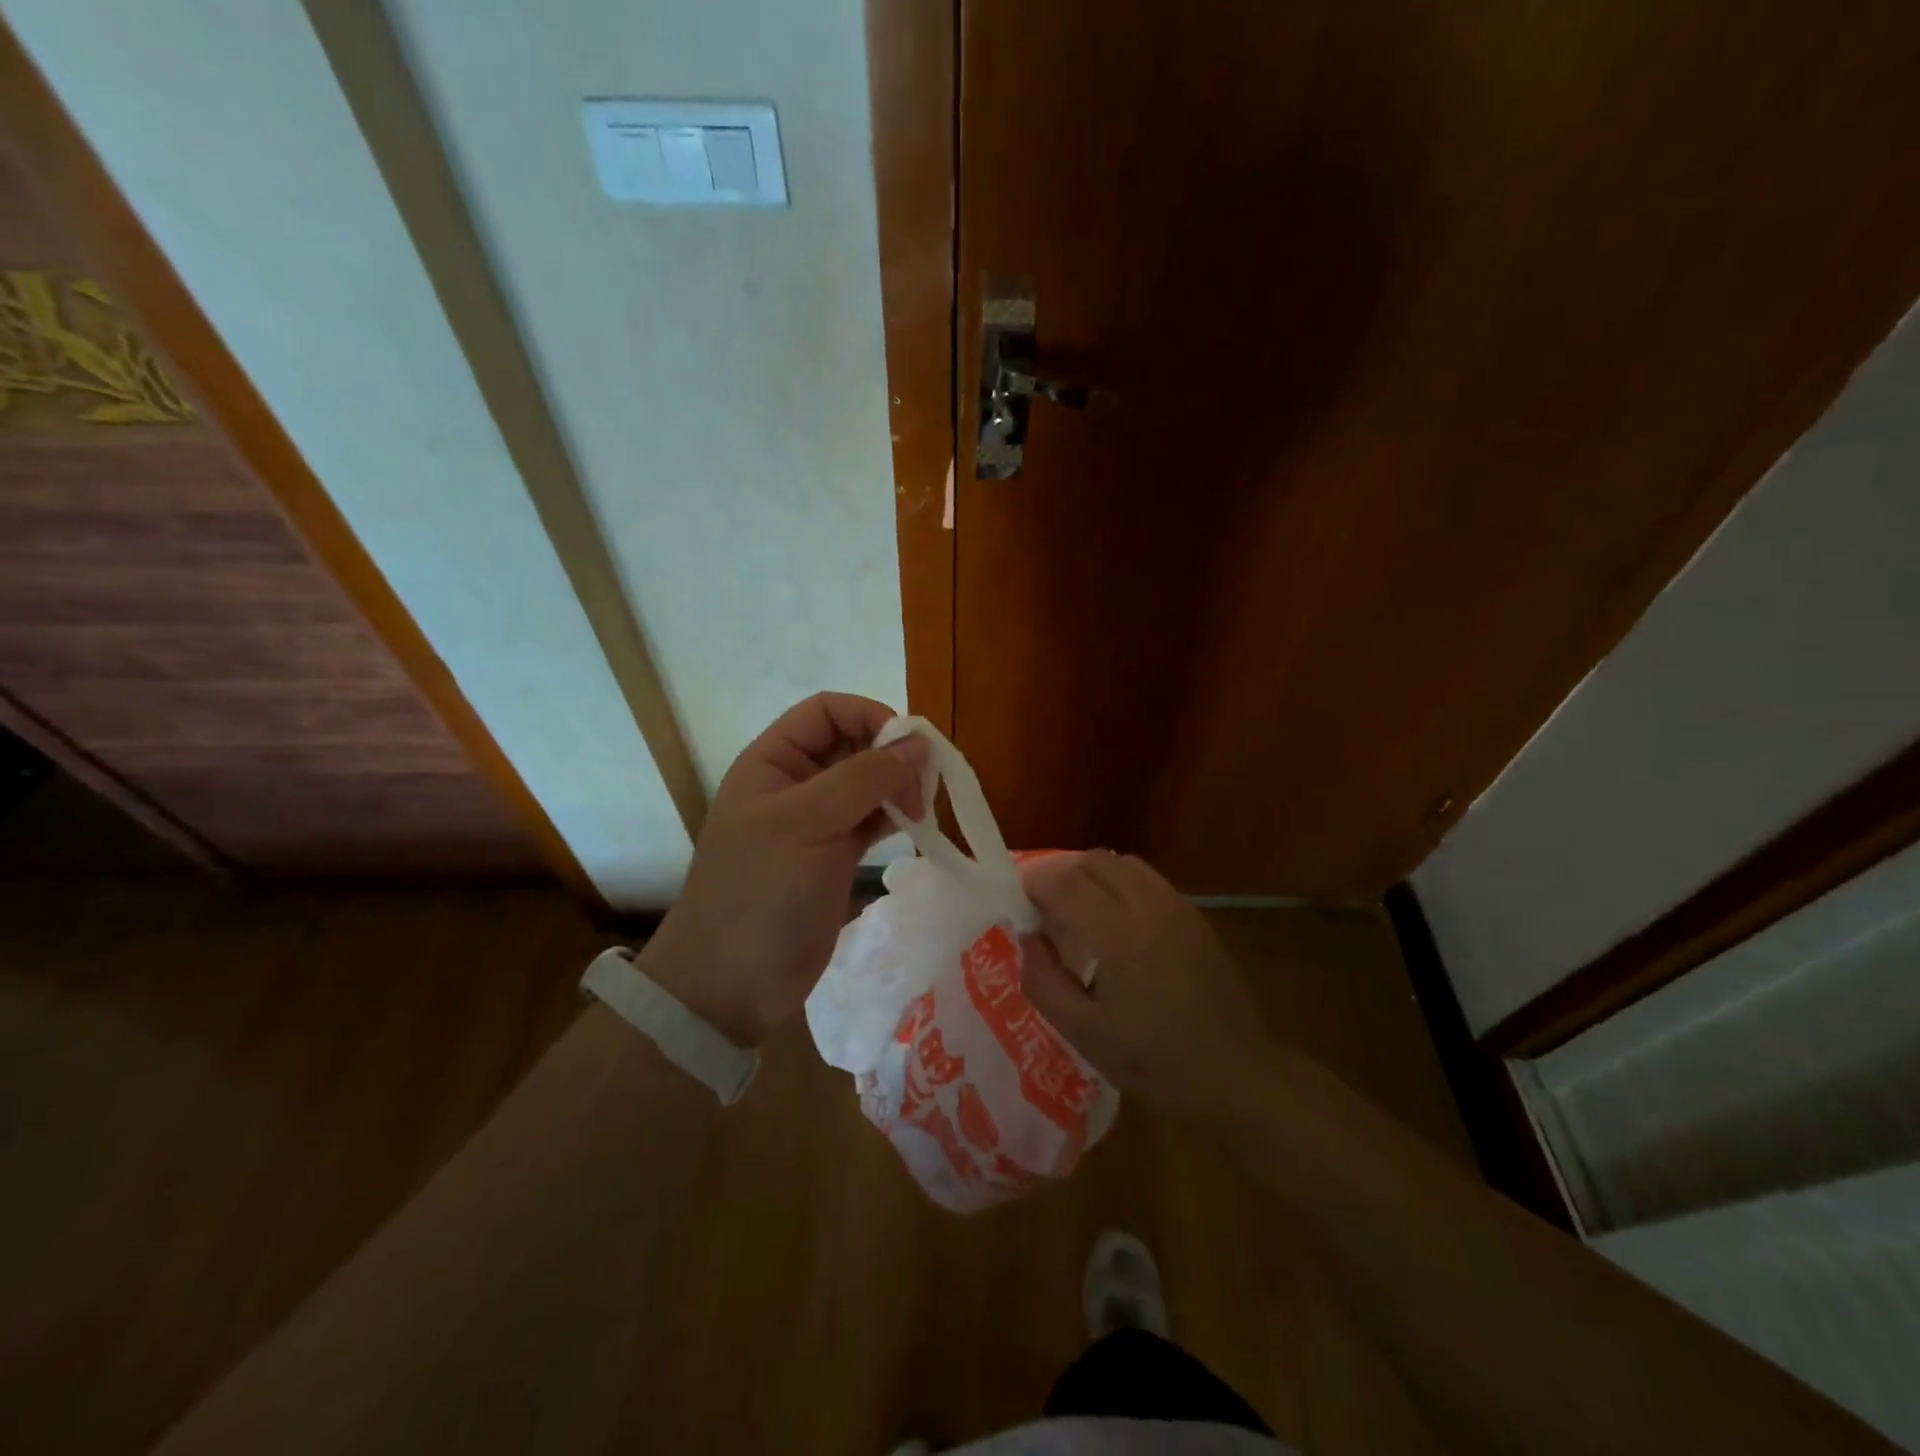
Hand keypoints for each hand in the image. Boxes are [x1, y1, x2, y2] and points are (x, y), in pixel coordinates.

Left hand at [639, 693, 928, 1047]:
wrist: (731, 984)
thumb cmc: (761, 892)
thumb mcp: (808, 825)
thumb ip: (864, 778)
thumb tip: (919, 742)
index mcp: (773, 762)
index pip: (827, 711)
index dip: (870, 715)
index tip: (910, 745)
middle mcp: (795, 784)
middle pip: (852, 744)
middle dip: (891, 754)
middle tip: (924, 784)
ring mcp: (816, 822)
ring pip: (866, 783)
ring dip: (897, 786)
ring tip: (923, 808)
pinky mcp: (834, 857)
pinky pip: (871, 820)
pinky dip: (895, 816)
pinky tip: (916, 826)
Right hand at [1019, 850, 1271, 1117]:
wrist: (1235, 1075)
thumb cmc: (1154, 1062)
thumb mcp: (1085, 1034)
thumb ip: (1044, 981)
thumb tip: (1027, 938)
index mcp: (1117, 935)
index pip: (1064, 882)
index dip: (1034, 883)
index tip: (1018, 901)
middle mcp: (1147, 906)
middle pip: (1093, 861)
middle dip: (1061, 874)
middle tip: (1044, 908)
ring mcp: (1176, 907)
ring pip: (1122, 863)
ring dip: (1092, 875)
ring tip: (1079, 909)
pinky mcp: (1194, 916)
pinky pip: (1147, 879)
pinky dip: (1121, 883)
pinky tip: (1117, 920)